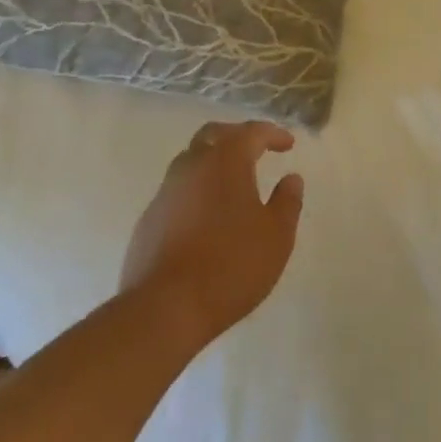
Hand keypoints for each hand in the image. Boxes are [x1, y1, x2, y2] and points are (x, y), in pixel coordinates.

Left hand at [119, 121, 304, 350]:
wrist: (164, 309)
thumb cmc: (231, 265)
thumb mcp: (276, 236)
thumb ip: (287, 202)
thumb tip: (291, 178)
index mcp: (226, 161)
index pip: (252, 132)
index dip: (273, 134)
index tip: (288, 145)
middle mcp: (192, 165)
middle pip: (214, 135)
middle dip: (237, 137)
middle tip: (255, 150)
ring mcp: (165, 192)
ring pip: (191, 161)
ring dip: (212, 163)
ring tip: (231, 183)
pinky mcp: (148, 219)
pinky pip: (177, 191)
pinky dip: (196, 191)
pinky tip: (206, 216)